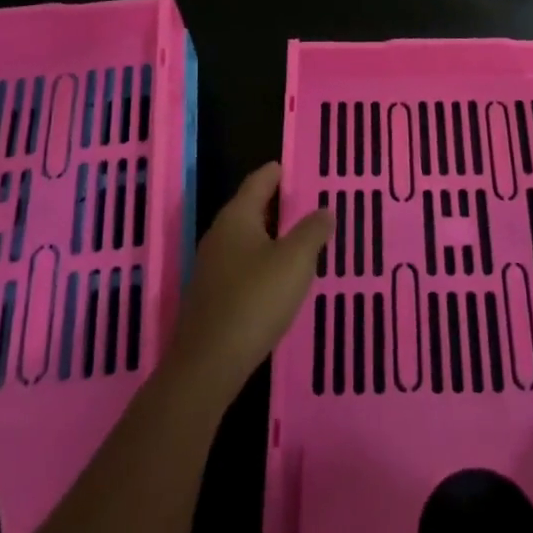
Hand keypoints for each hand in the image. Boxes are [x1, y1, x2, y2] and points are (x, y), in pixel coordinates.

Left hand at [167, 163, 330, 399]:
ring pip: (246, 239)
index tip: (296, 167)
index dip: (278, 172)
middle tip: (308, 203)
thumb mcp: (295, 262)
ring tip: (300, 239)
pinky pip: (241, 265)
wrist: (208, 364)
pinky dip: (262, 261)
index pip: (259, 181)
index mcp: (237, 217)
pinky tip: (279, 278)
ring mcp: (211, 267)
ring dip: (271, 236)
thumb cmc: (255, 301)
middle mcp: (219, 235)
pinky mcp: (211, 296)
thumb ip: (312, 232)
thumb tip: (324, 211)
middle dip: (277, 204)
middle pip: (250, 209)